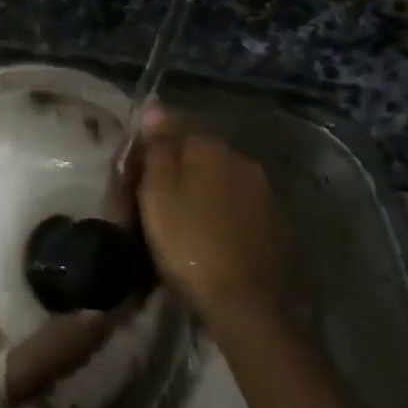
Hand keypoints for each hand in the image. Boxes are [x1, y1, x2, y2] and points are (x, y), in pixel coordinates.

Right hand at [134, 105, 283, 321]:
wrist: (243, 302)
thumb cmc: (187, 243)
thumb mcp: (158, 193)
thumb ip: (157, 147)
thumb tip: (155, 105)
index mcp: (211, 148)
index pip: (175, 129)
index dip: (151, 150)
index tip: (133, 176)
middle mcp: (242, 161)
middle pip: (199, 155)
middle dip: (177, 170)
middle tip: (151, 203)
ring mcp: (263, 193)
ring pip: (219, 181)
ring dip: (200, 193)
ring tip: (178, 223)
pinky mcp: (273, 224)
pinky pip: (236, 206)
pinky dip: (219, 215)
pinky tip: (206, 237)